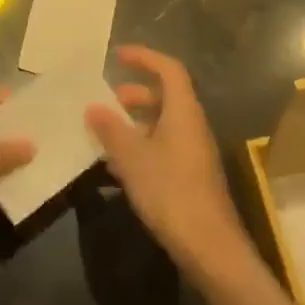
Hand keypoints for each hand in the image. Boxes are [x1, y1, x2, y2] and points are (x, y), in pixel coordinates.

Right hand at [87, 45, 252, 273]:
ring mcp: (194, 152)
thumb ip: (111, 130)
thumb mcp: (132, 158)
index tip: (117, 56)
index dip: (144, 57)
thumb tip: (94, 107)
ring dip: (136, 123)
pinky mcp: (192, 176)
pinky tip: (118, 168)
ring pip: (164, 124)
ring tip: (106, 134)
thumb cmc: (171, 192)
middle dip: (135, 93)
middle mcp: (193, 125)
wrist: (210, 247)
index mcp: (183, 112)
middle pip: (166, 96)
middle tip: (108, 100)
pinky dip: (142, 147)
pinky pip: (164, 147)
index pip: (169, 69)